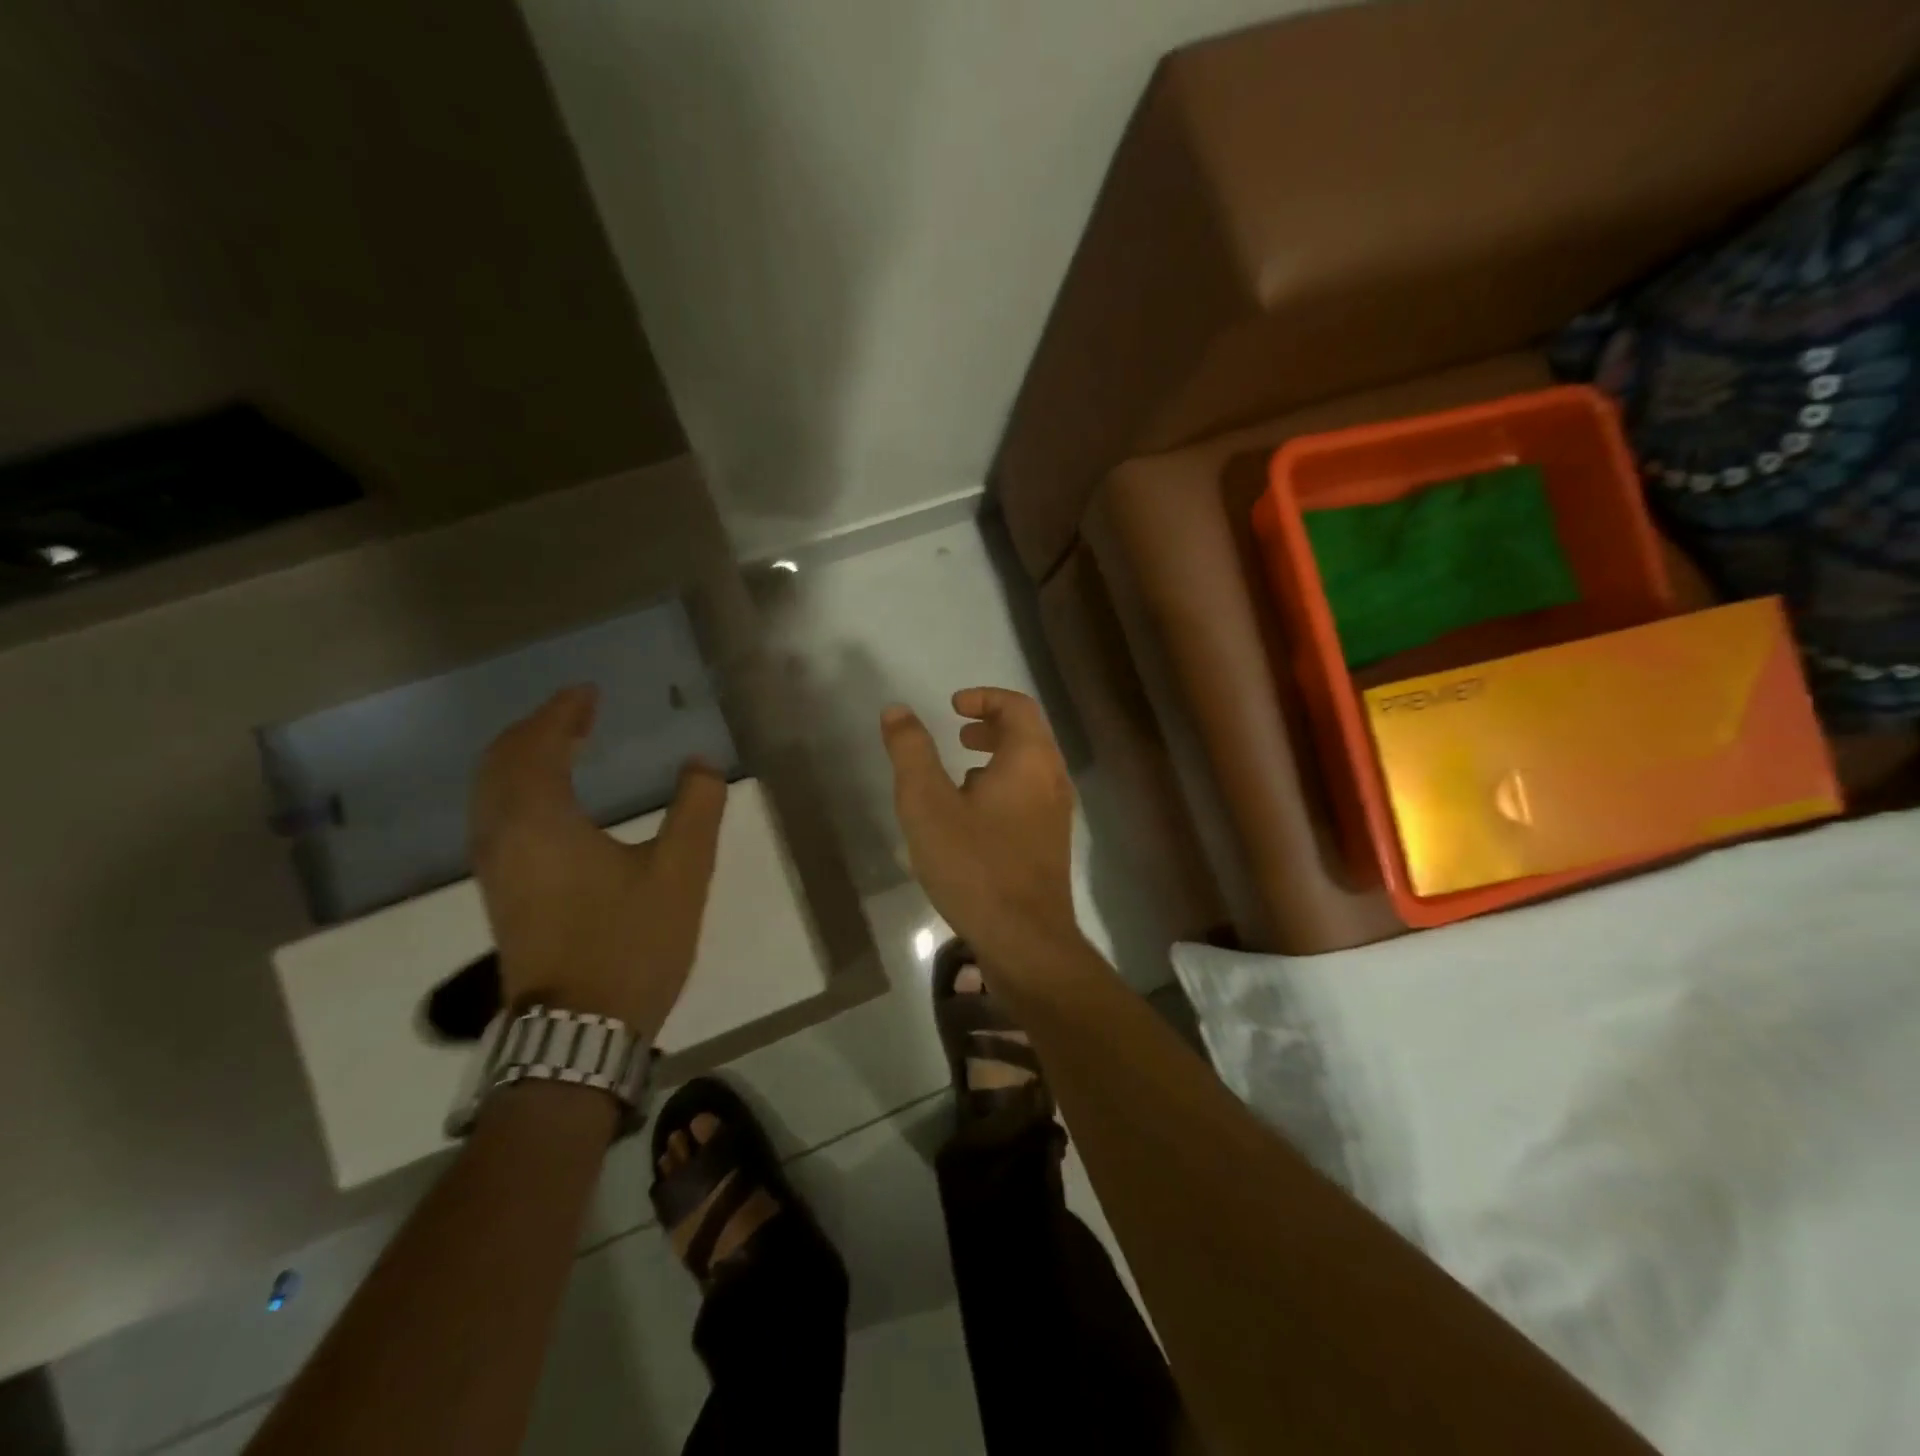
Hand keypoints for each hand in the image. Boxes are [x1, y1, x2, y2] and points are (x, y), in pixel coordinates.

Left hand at [470, 686, 726, 1036]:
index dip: (562, 713)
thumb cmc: (631, 944)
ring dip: (523, 759)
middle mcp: (504, 837)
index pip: (538, 747)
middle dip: (537, 730)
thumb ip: (696, 808)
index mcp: (542, 823)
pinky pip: (496, 818)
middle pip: (501, 764)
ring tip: (565, 746)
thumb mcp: (683, 872)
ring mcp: (495, 869)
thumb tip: (700, 765)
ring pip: (491, 793)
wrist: (579, 1031)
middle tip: (577, 713)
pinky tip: (551, 801)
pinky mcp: (501, 894)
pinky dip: (518, 789)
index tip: (588, 693)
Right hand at [881, 687, 1080, 967]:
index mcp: (1031, 760)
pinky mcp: (1051, 845)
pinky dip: (1003, 789)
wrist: (1024, 940)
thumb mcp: (927, 804)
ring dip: (997, 760)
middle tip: (958, 735)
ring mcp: (1057, 815)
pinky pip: (1029, 798)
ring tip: (960, 775)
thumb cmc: (974, 864)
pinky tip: (972, 819)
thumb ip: (911, 752)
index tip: (953, 706)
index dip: (985, 698)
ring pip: (1030, 769)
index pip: (1018, 706)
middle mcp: (1053, 780)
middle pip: (1028, 735)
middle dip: (991, 727)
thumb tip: (897, 711)